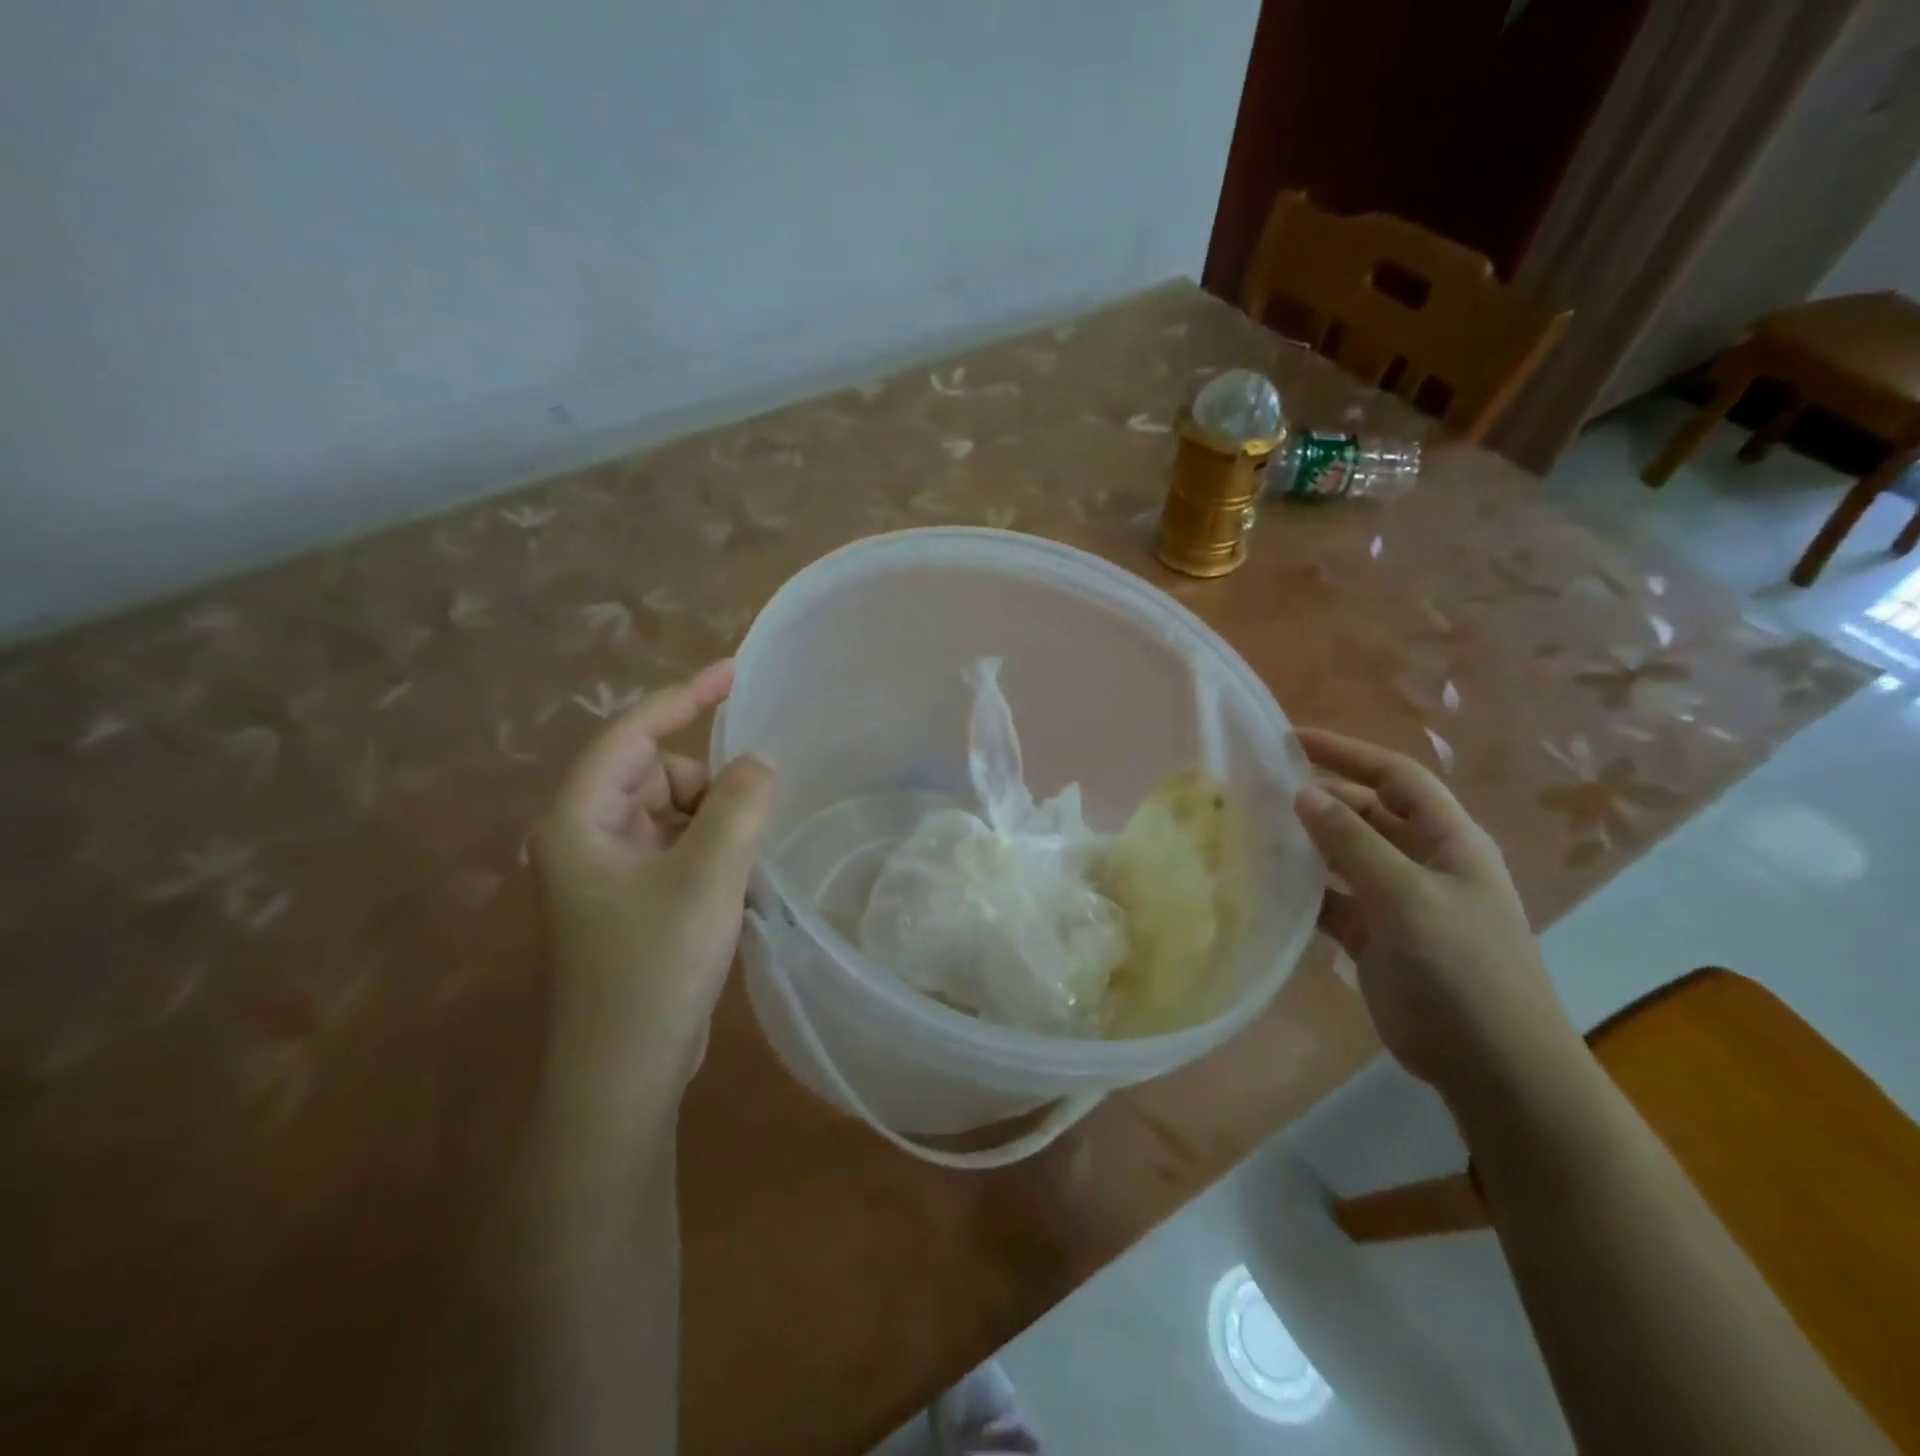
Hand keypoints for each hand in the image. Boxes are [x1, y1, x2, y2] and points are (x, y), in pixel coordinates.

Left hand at [535, 661, 775, 1117]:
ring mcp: (611, 869)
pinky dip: (714, 851)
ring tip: (742, 870)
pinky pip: (681, 845)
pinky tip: (736, 887)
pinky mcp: (634, 897)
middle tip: (749, 828)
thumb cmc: (654, 967)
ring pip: (676, 811)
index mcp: (580, 818)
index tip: (735, 671)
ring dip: (718, 824)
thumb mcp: (707, 877)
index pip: (632, 732)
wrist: (624, 1073)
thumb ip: (739, 805)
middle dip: (709, 787)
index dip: (684, 696)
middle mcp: (587, 834)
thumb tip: (760, 762)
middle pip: (659, 773)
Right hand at [1292, 729, 1583, 1112]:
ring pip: (1344, 857)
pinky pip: (1332, 901)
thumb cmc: (1463, 971)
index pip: (1395, 778)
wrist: (1492, 1068)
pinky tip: (1266, 886)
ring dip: (1306, 844)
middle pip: (1366, 814)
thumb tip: (1304, 794)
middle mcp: (1423, 863)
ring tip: (1252, 831)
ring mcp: (1398, 903)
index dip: (1347, 753)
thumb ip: (1353, 845)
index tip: (1291, 740)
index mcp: (1449, 842)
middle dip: (1320, 798)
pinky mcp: (1375, 939)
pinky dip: (1303, 892)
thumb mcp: (1408, 899)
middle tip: (1259, 790)